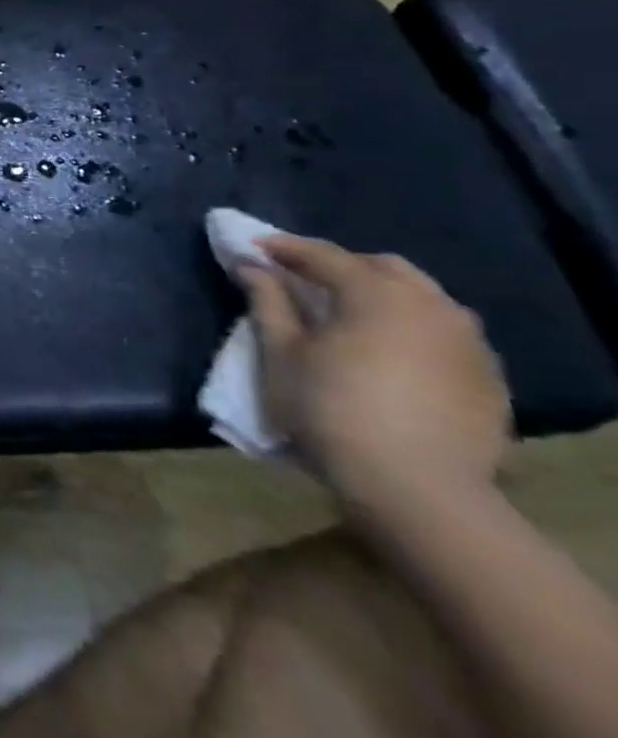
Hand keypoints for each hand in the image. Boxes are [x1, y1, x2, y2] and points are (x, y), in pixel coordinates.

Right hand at [242, 236, 509, 514]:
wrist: (416, 489)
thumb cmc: (330, 410)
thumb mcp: (282, 353)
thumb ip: (268, 301)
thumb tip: (251, 266)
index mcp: (377, 294)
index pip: (324, 255)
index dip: (284, 248)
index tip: (253, 248)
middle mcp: (432, 307)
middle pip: (384, 267)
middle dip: (341, 266)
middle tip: (303, 279)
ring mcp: (469, 344)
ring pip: (423, 298)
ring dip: (382, 295)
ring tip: (350, 314)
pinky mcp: (487, 378)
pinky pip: (445, 335)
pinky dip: (411, 328)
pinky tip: (389, 352)